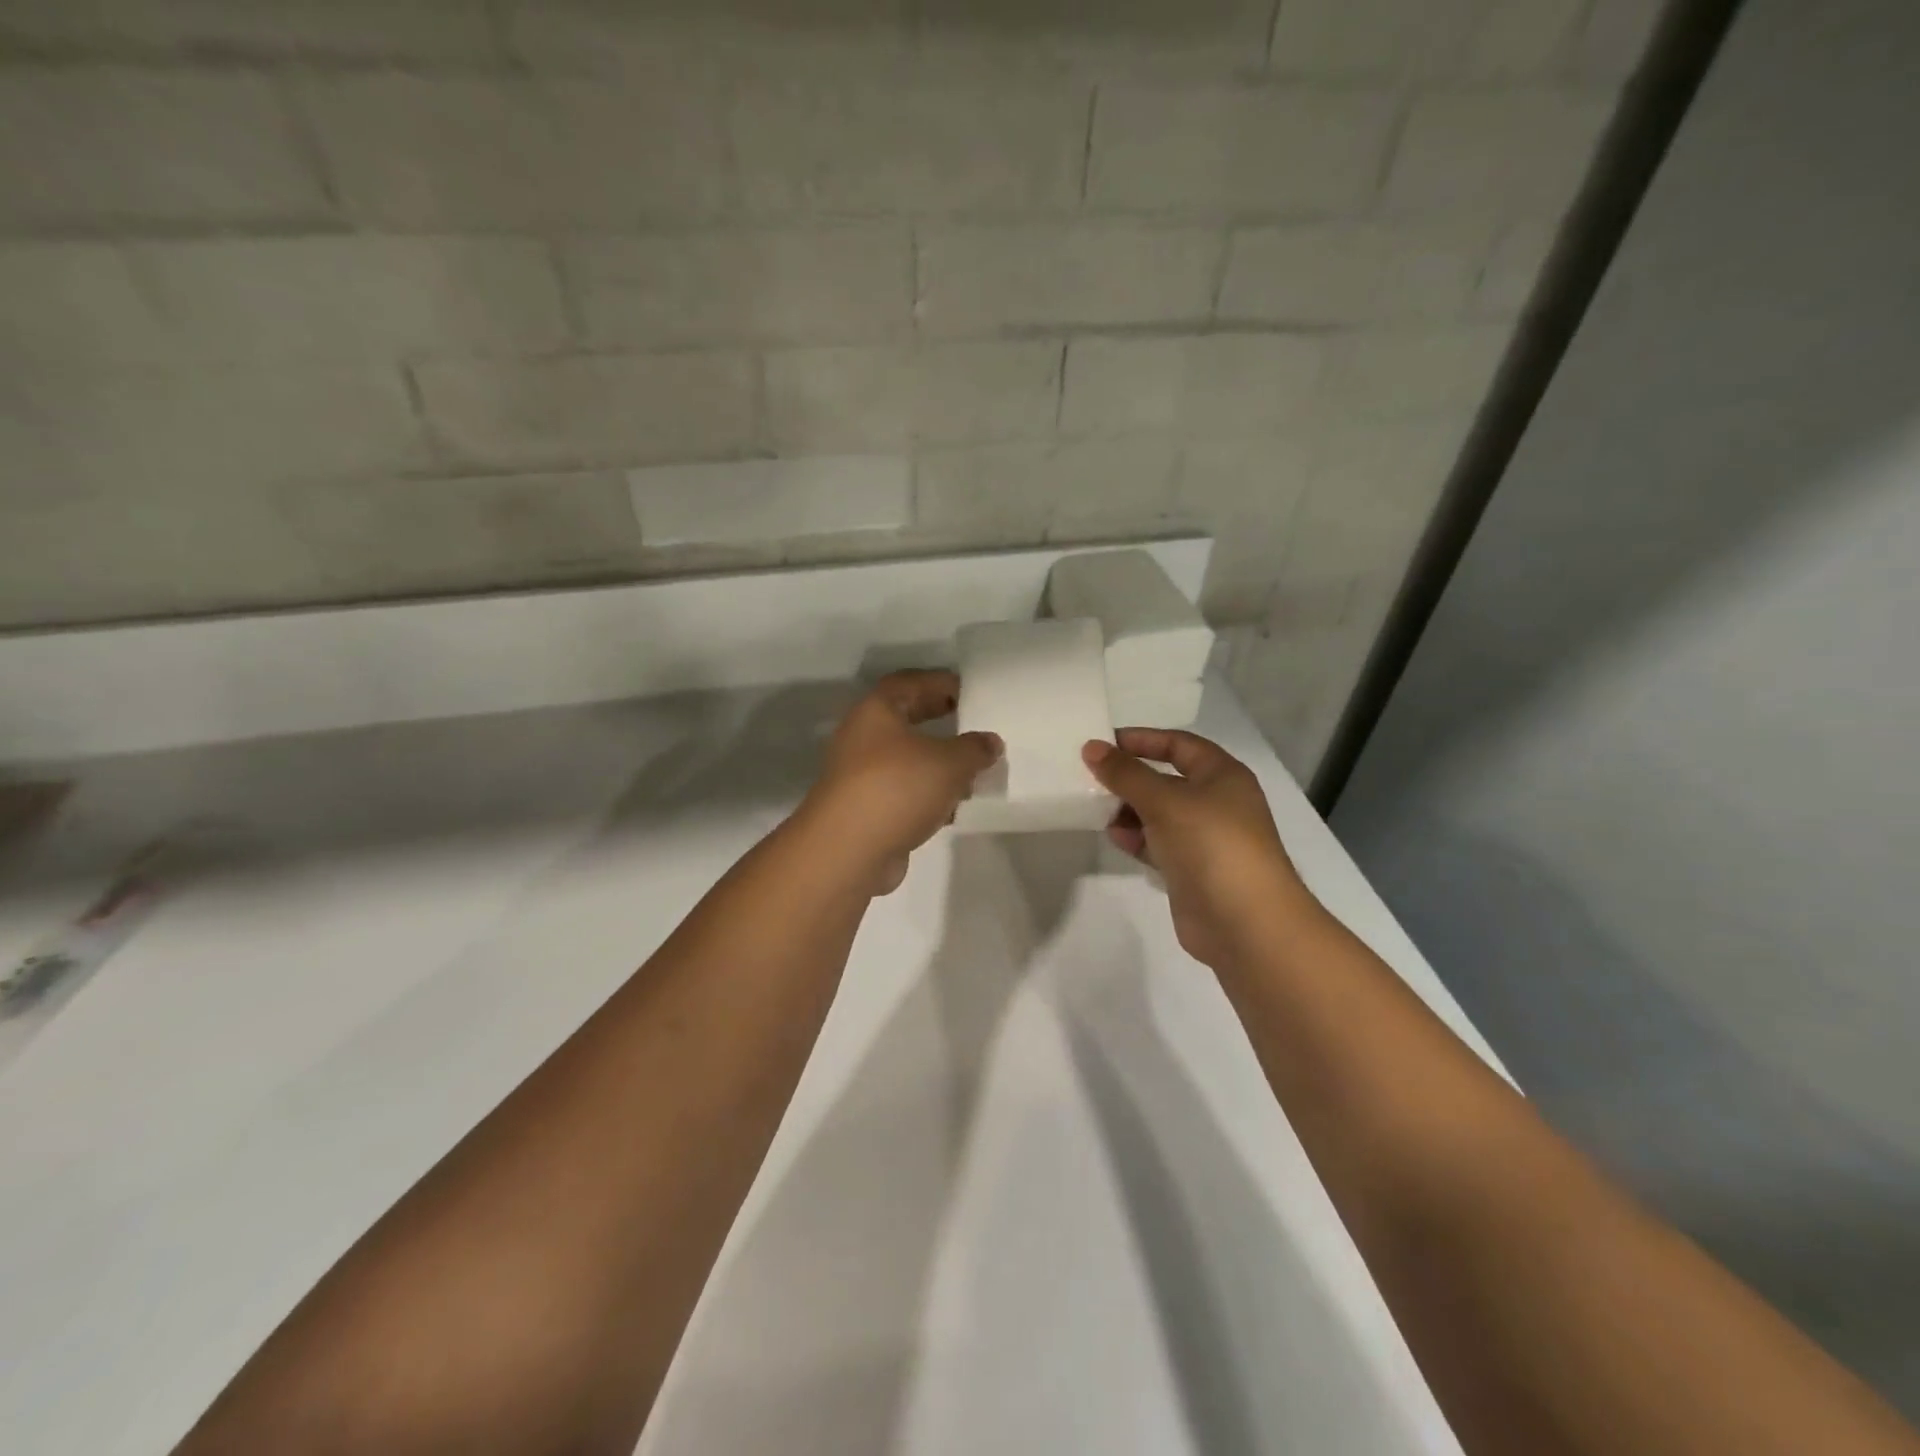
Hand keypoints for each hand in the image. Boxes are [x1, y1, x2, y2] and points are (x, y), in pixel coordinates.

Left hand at [799, 671, 1001, 895]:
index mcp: (877, 711)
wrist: (849, 850)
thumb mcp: (950, 762)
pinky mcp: (866, 809)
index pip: (910, 683)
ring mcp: (860, 775)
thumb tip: (990, 741)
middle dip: (939, 721)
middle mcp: (862, 737)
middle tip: (972, 724)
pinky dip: (927, 795)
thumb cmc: (898, 787)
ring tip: (972, 772)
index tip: (970, 692)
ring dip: (937, 763)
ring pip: (905, 759)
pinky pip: (902, 791)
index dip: (940, 683)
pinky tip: (952, 809)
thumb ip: (975, 748)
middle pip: (905, 720)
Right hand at [1083, 728, 1313, 967]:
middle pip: (1167, 779)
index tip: (1104, 742)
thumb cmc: (1210, 844)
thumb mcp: (1164, 800)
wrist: (1245, 923)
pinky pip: (1158, 844)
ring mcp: (1205, 838)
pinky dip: (1136, 838)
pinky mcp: (1192, 870)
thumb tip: (1091, 747)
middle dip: (1131, 778)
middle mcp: (1217, 802)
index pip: (1179, 744)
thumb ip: (1125, 773)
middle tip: (1091, 777)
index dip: (1143, 740)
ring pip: (1160, 814)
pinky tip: (1114, 837)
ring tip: (1097, 808)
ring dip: (1129, 810)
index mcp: (1223, 775)